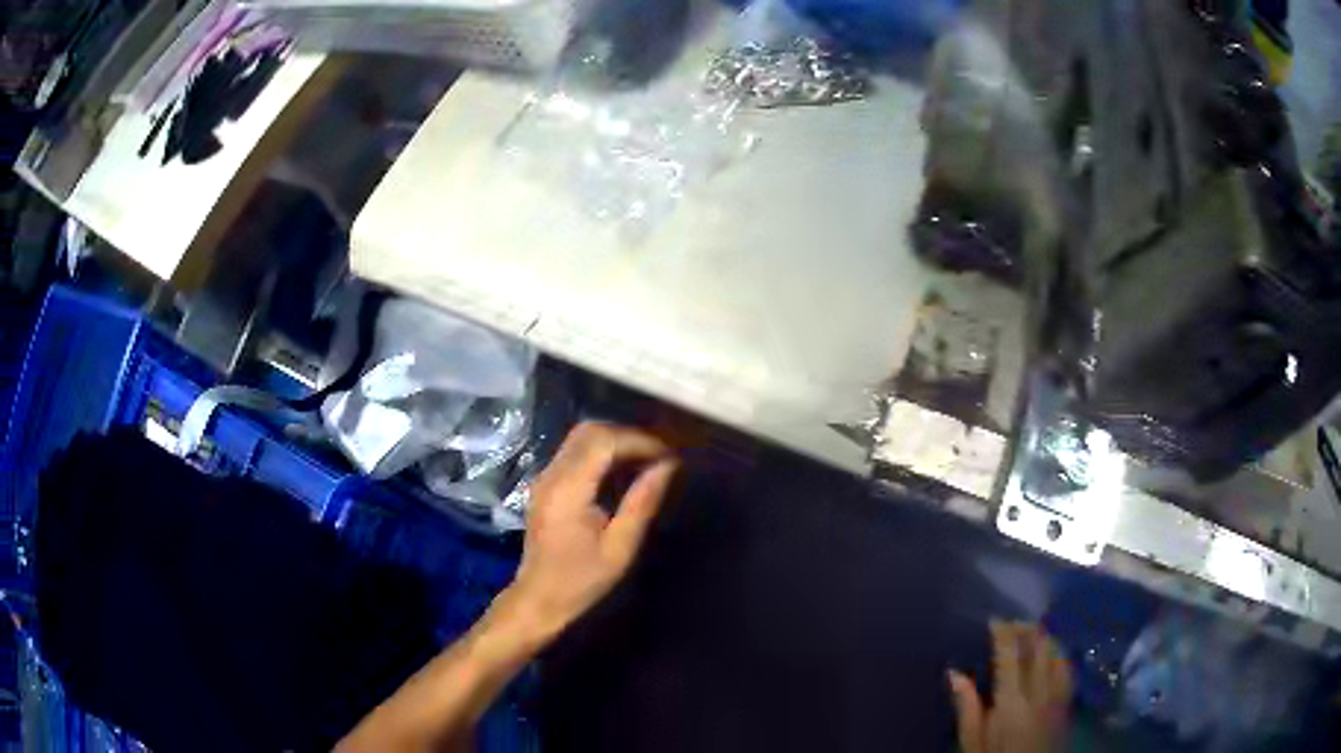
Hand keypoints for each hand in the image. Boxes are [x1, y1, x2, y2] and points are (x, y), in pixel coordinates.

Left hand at [502, 422, 678, 642]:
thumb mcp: (620, 547)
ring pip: (581, 438)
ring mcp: (545, 477)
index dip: (639, 440)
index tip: (669, 454)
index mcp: (568, 490)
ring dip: (616, 442)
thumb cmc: (581, 580)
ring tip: (647, 461)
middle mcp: (552, 474)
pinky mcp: (545, 483)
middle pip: (590, 431)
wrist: (538, 598)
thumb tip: (668, 466)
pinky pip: (575, 452)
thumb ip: (642, 502)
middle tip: (659, 455)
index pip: (604, 441)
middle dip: (628, 436)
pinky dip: (602, 452)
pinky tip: (623, 472)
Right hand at [948, 621, 1072, 752]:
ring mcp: (1058, 696)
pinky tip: (1053, 654)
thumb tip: (954, 673)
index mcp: (1011, 702)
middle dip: (1028, 629)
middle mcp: (1039, 692)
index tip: (994, 621)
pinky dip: (1059, 655)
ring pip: (1058, 654)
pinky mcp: (1067, 704)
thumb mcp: (971, 742)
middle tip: (1013, 623)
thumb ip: (967, 707)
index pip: (1010, 656)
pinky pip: (1068, 669)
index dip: (1004, 633)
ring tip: (1033, 634)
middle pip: (1039, 648)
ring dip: (1046, 639)